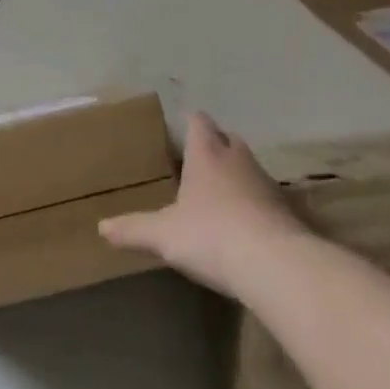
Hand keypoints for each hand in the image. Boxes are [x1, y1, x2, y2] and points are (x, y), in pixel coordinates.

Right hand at [99, 111, 305, 298]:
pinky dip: (255, 204)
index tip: (181, 124)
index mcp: (207, 155)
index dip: (190, 121)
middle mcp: (239, 161)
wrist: (277, 266)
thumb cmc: (212, 235)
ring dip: (237, 175)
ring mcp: (268, 185)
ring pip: (249, 168)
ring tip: (219, 192)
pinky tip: (244, 224)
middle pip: (228, 140)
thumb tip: (101, 227)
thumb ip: (133, 229)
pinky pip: (266, 199)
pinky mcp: (288, 213)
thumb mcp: (163, 235)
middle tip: (198, 159)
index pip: (199, 123)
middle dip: (215, 145)